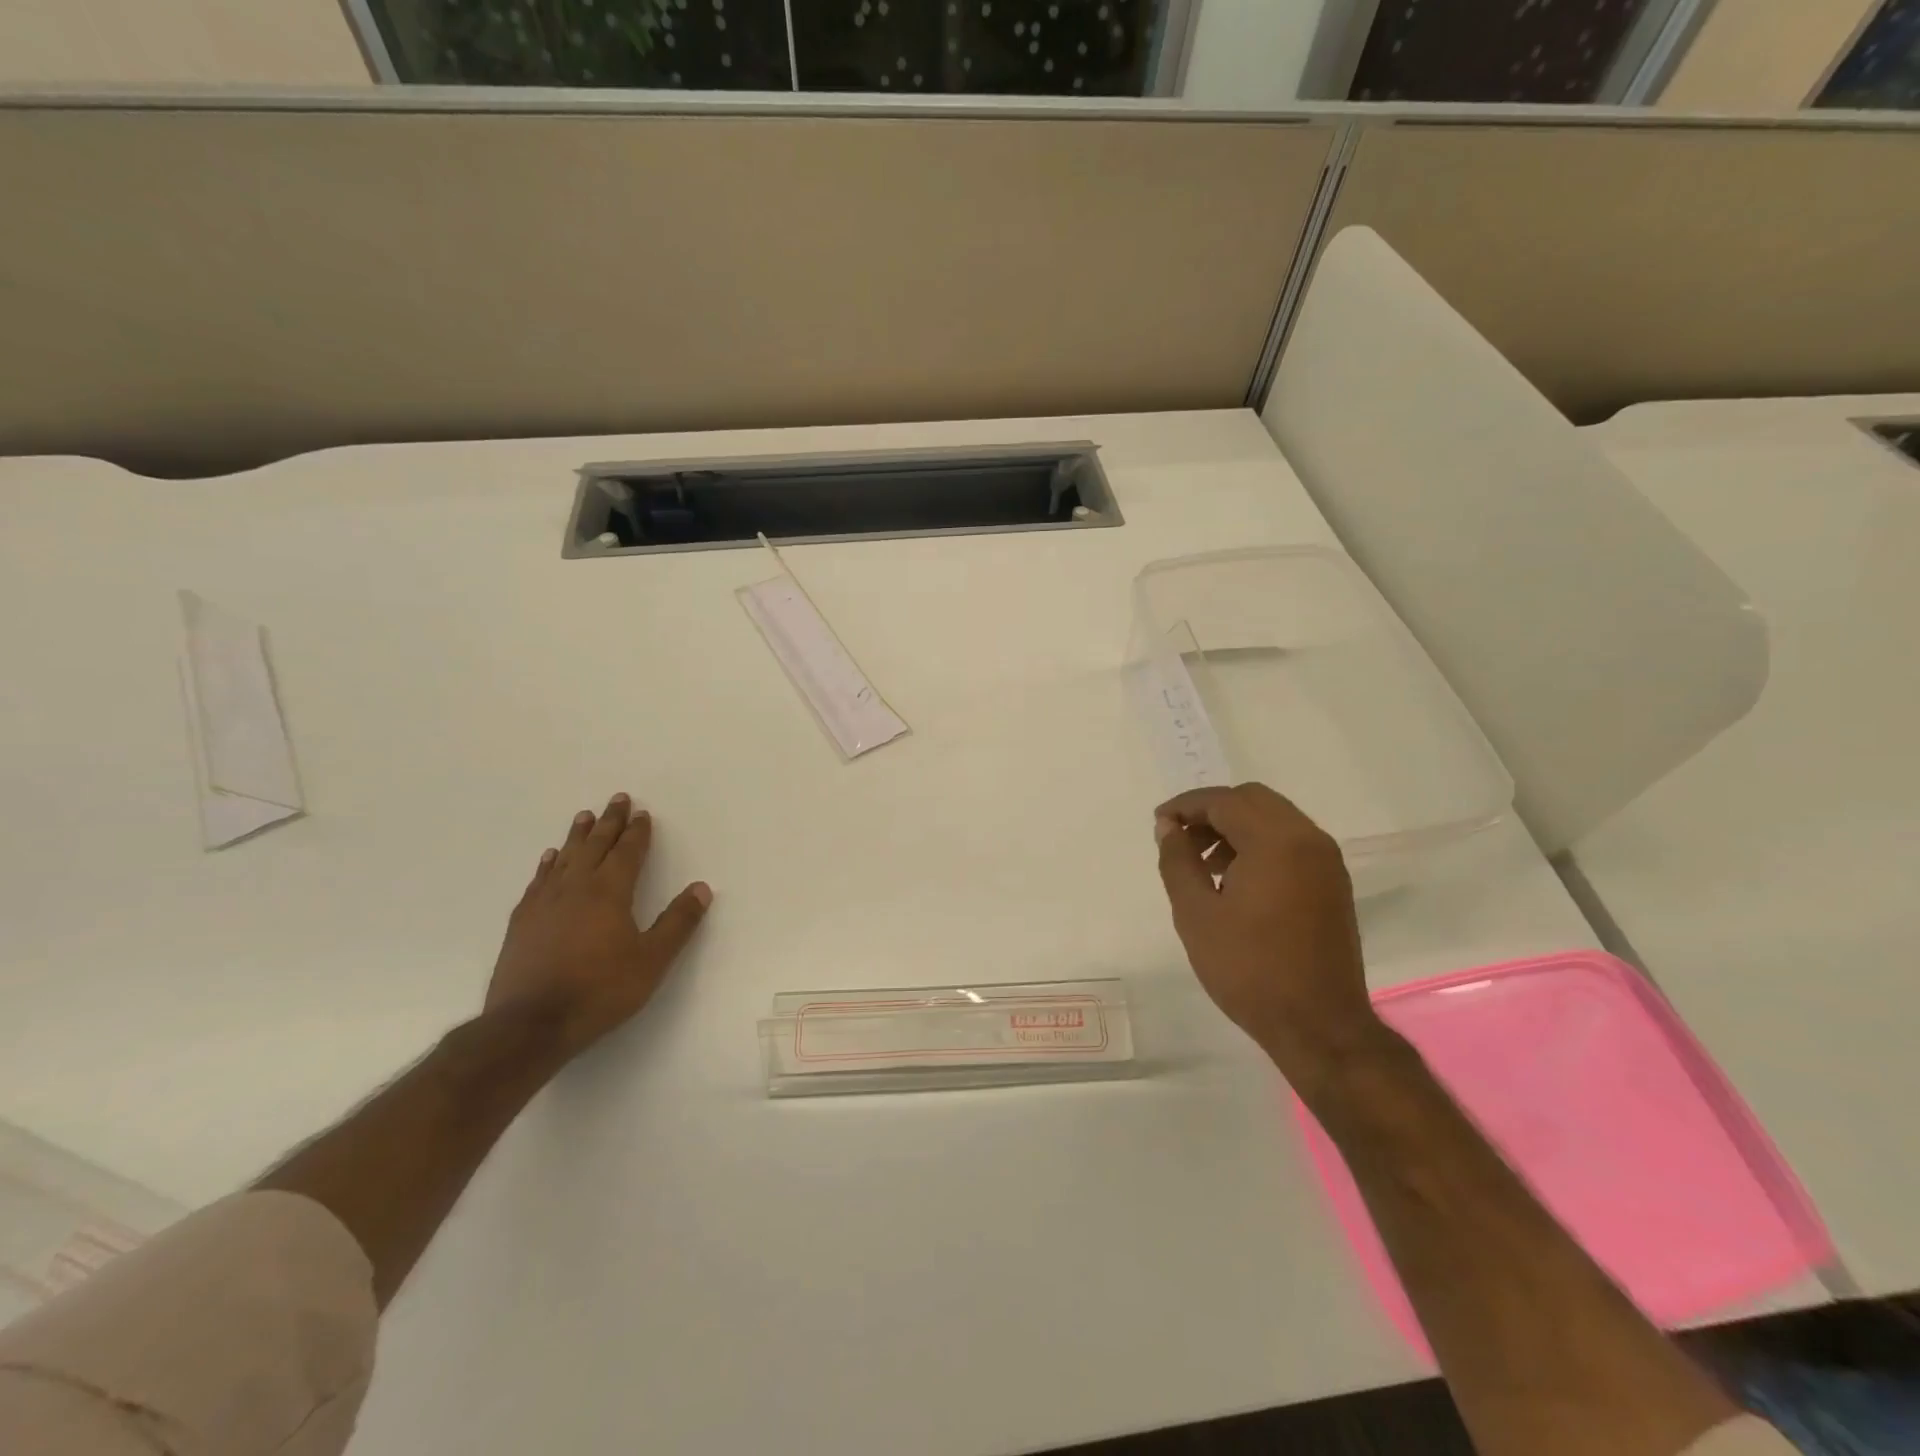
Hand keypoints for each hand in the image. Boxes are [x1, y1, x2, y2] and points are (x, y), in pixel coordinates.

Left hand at [486, 793, 711, 1058]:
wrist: (530, 1025)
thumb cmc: (600, 991)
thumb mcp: (652, 960)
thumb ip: (677, 923)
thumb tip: (701, 888)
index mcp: (610, 892)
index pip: (627, 852)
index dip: (637, 832)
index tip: (642, 813)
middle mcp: (576, 887)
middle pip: (595, 846)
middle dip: (609, 822)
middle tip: (617, 799)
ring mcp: (544, 903)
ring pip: (565, 858)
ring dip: (578, 836)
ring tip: (584, 816)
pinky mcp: (522, 921)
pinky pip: (539, 880)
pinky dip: (548, 864)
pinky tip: (550, 858)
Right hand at [1155, 783, 1383, 1088]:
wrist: (1319, 1026)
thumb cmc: (1249, 969)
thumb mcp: (1196, 914)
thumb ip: (1178, 860)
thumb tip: (1169, 827)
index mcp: (1276, 841)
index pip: (1223, 801)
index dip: (1185, 806)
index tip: (1159, 824)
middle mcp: (1308, 839)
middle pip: (1253, 800)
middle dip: (1212, 812)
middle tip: (1181, 840)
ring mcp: (1326, 862)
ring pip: (1274, 819)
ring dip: (1236, 828)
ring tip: (1204, 865)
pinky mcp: (1333, 884)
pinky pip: (1291, 843)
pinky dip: (1260, 845)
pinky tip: (1236, 881)